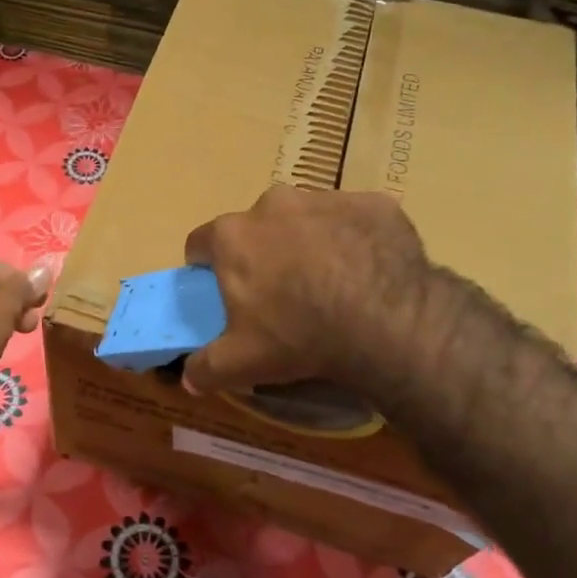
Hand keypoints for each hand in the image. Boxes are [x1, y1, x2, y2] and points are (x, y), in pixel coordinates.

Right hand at [182, 186, 426, 395]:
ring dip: (309, 242)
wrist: (388, 322)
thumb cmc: (299, 336)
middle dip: (263, 252)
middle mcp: (273, 204)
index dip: (207, 267)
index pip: (201, 243)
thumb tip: (188, 378)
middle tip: (280, 292)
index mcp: (233, 236)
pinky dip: (355, 239)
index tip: (222, 290)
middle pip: (256, 227)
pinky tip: (368, 272)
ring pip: (306, 218)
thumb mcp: (240, 364)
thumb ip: (205, 368)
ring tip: (330, 283)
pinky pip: (355, 220)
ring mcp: (326, 199)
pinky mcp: (374, 204)